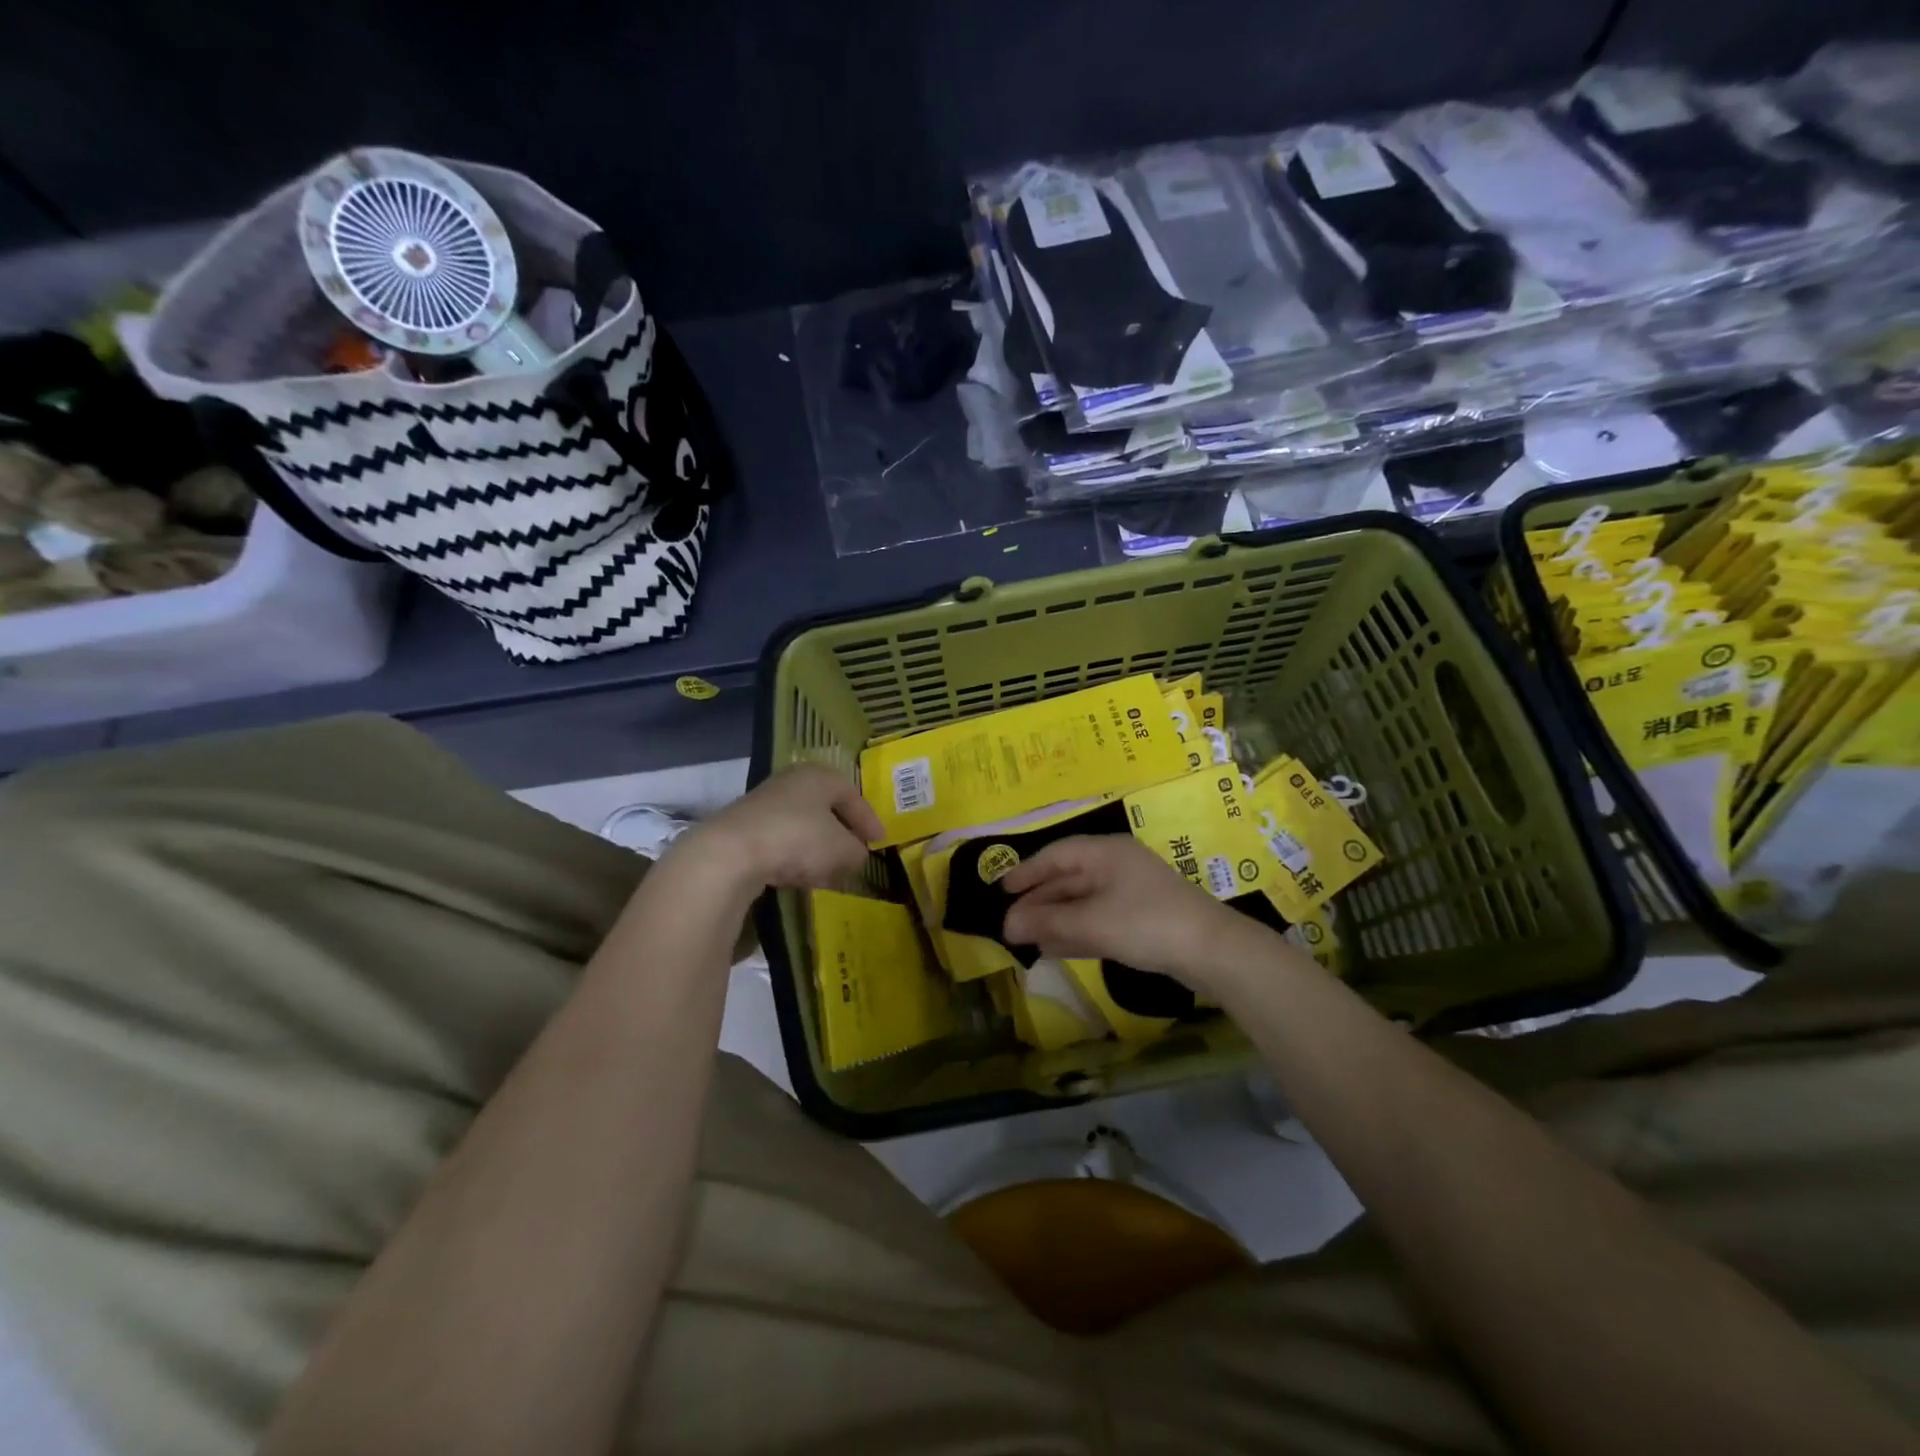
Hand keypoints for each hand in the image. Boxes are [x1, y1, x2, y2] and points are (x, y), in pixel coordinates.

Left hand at [685, 764, 882, 892]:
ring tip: (828, 872)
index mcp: (819, 775)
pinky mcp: (743, 828)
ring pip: (802, 825)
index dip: (869, 820)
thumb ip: (857, 852)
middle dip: (841, 833)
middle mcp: (791, 781)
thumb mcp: (842, 849)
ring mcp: (763, 803)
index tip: (879, 842)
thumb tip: (855, 855)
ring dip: (817, 848)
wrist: (730, 854)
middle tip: (854, 854)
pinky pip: (780, 840)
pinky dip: (794, 856)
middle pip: (825, 808)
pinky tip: (797, 876)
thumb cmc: (798, 839)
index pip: (852, 794)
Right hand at [1001, 835, 1256, 988]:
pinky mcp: (1142, 919)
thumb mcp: (1091, 922)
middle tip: (1010, 924)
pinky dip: (1076, 931)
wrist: (1212, 950)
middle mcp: (1117, 866)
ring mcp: (1132, 893)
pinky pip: (1098, 919)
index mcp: (1106, 853)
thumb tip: (1007, 925)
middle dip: (1039, 902)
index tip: (1002, 891)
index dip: (1027, 872)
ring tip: (1028, 939)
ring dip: (1055, 920)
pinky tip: (1056, 949)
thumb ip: (1048, 923)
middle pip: (1068, 879)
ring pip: (1083, 902)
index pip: (1056, 854)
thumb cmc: (1146, 923)